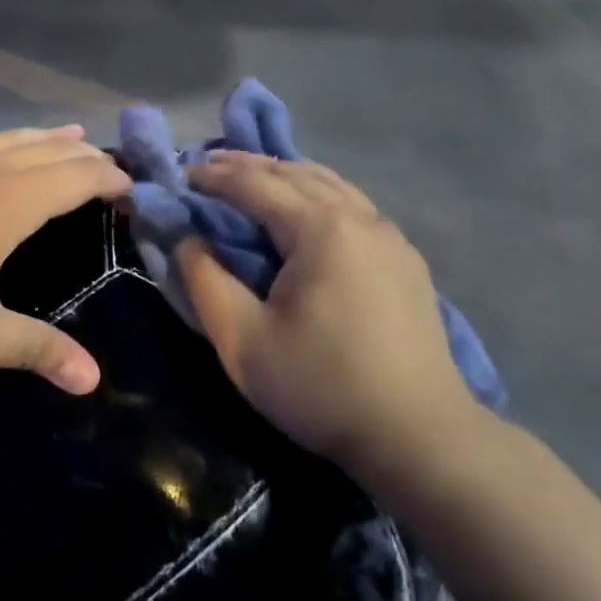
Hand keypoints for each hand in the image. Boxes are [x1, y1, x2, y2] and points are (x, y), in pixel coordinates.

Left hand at [0, 108, 130, 393]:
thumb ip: (36, 350)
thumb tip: (92, 379)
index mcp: (11, 203)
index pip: (76, 179)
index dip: (109, 178)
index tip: (133, 186)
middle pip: (46, 153)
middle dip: (82, 156)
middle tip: (108, 161)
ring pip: (1, 141)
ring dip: (36, 136)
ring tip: (63, 131)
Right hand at [176, 152, 491, 493]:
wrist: (420, 436)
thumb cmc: (321, 386)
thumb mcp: (242, 340)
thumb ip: (205, 281)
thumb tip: (187, 240)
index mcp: (320, 227)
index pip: (255, 184)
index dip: (213, 177)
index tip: (180, 175)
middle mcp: (359, 217)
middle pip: (295, 172)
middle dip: (247, 165)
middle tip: (208, 166)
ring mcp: (390, 236)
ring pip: (330, 184)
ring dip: (285, 174)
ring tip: (252, 177)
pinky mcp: (405, 260)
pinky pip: (353, 206)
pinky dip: (317, 194)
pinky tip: (306, 211)